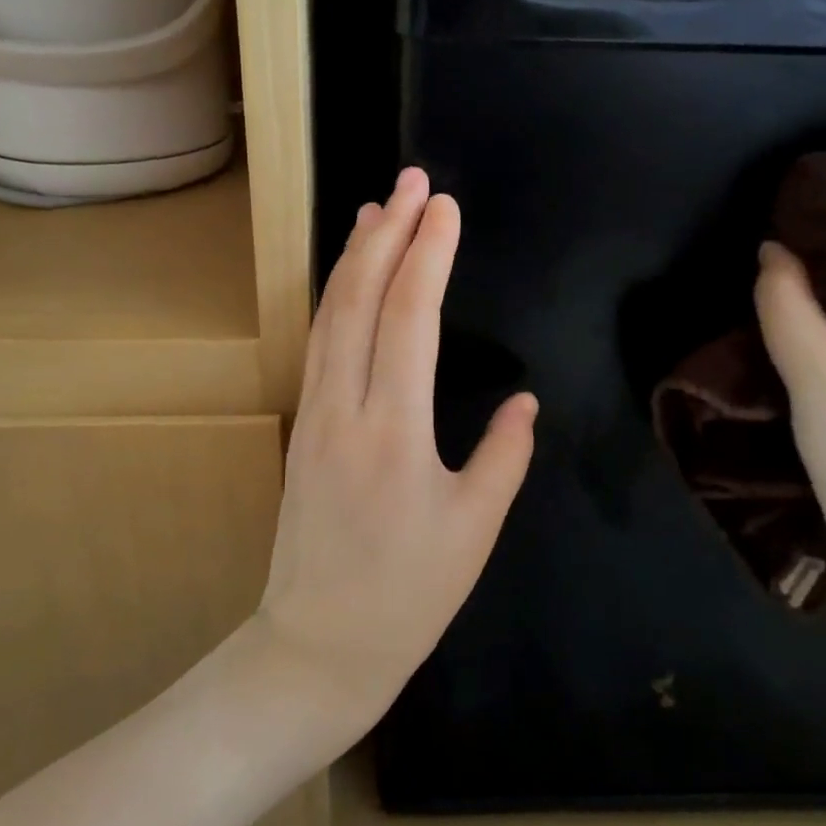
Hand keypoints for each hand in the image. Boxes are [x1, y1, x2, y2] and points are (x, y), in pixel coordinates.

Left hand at [254, 168, 536, 749]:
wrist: (317, 645)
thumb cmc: (407, 596)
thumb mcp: (475, 531)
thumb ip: (503, 456)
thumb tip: (524, 402)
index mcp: (395, 431)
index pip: (410, 318)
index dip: (428, 255)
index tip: (445, 207)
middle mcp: (344, 408)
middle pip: (360, 299)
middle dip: (388, 232)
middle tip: (412, 181)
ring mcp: (314, 414)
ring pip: (330, 315)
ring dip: (355, 256)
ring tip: (378, 209)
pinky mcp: (302, 426)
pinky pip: (319, 343)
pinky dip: (336, 296)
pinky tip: (349, 277)